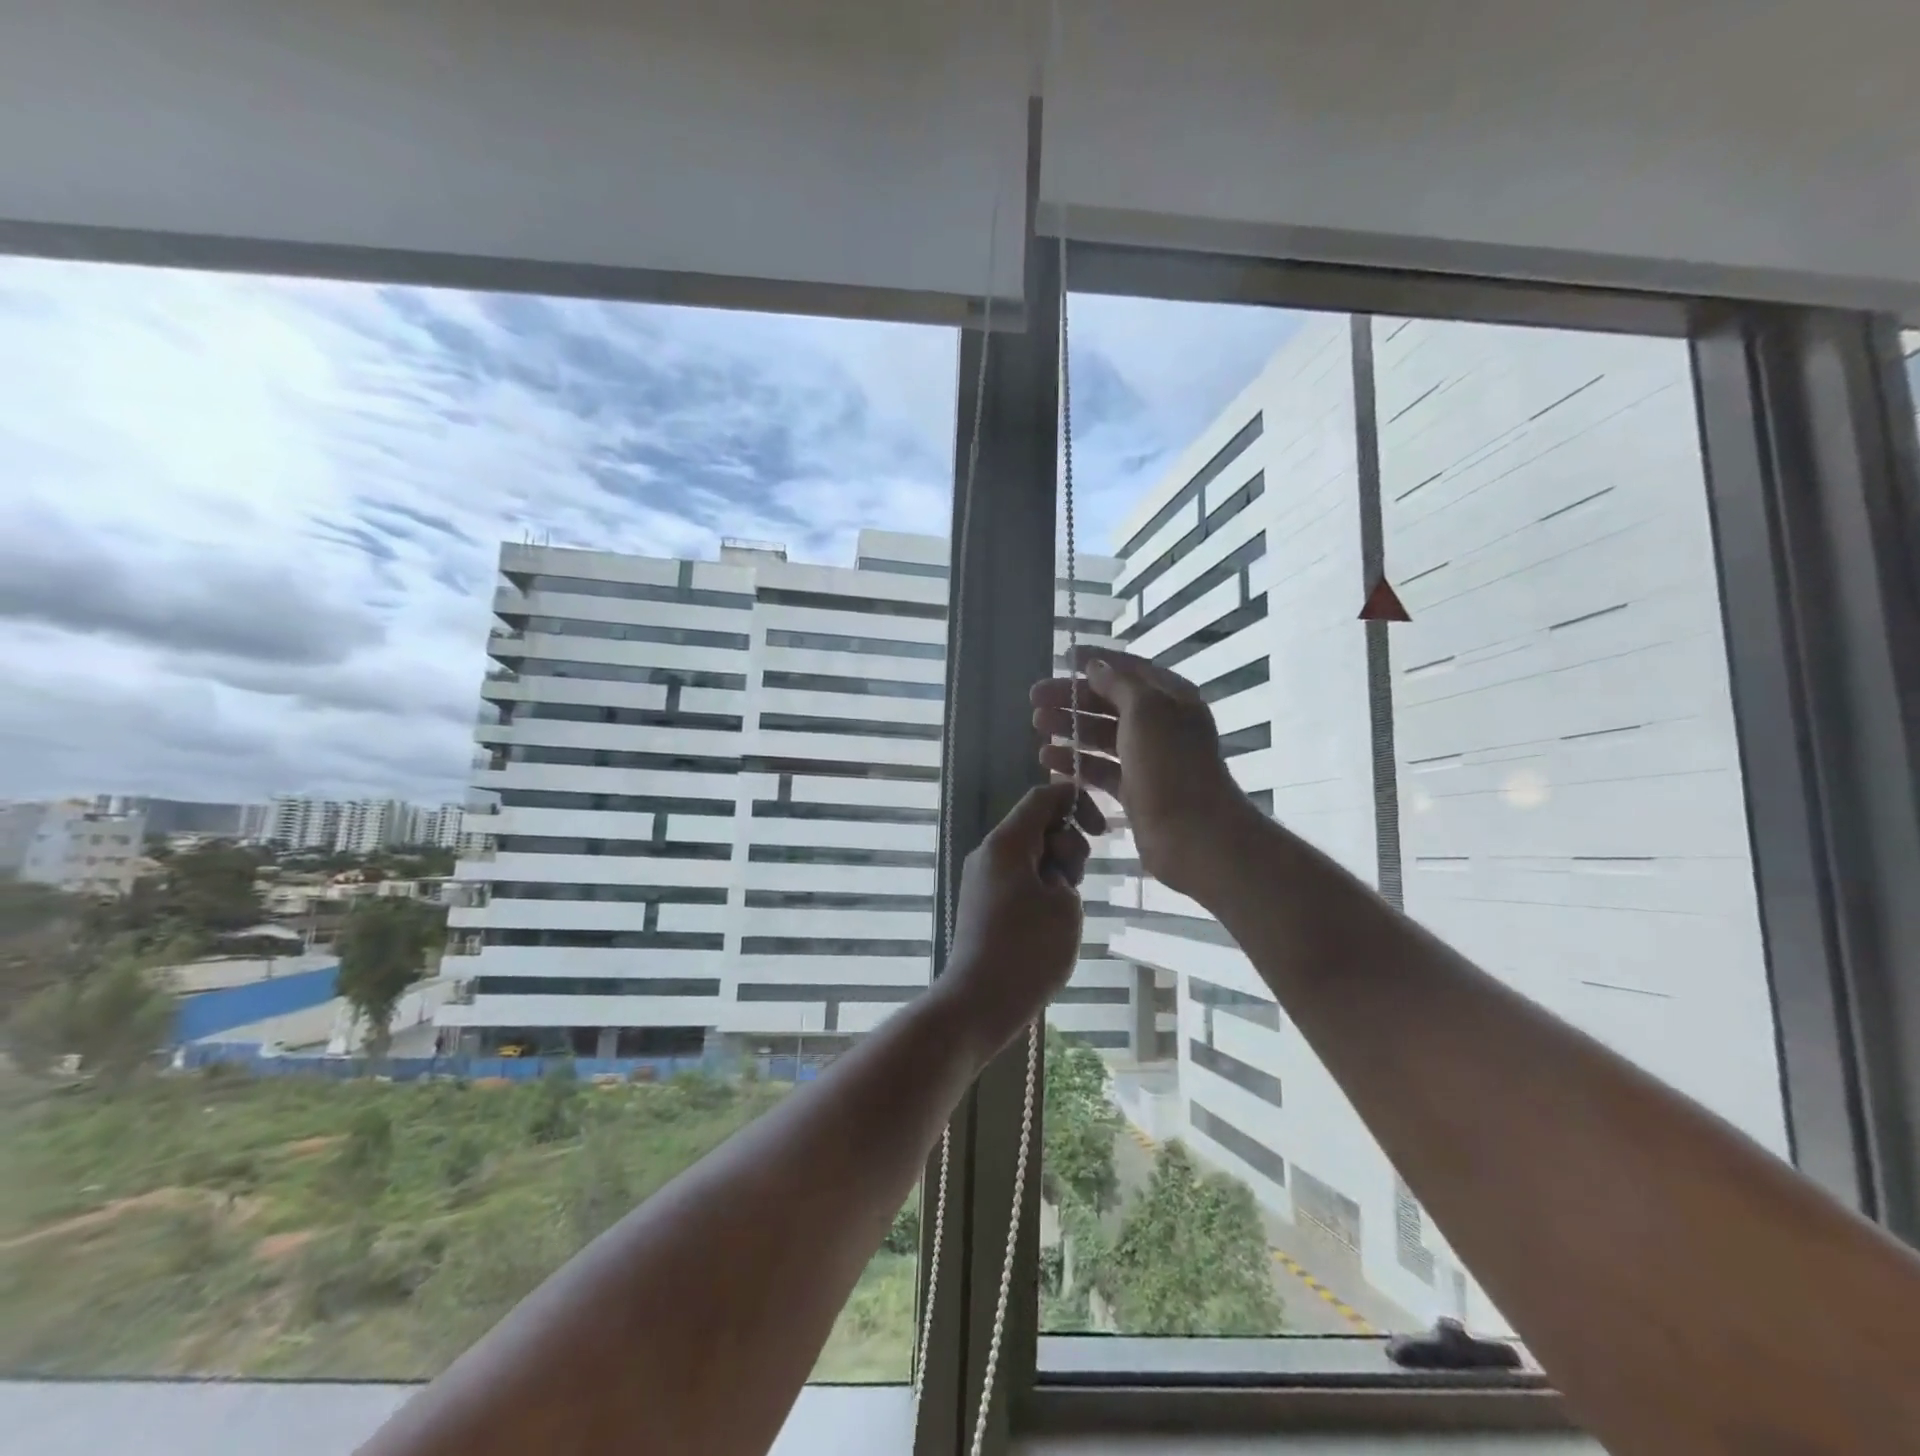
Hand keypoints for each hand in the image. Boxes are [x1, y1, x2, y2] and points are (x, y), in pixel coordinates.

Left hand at [940, 780, 1103, 1058]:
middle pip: (1035, 825)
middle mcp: (988, 853)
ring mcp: (981, 879)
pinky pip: (1016, 879)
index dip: (1076, 802)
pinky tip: (1049, 920)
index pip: (1042, 797)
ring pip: (1027, 854)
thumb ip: (1065, 870)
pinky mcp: (981, 903)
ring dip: (1055, 870)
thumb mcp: (1065, 904)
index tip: (1102, 830)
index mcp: (1006, 843)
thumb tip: (1052, 871)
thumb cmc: (1028, 949)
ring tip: (1063, 908)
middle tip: (1074, 880)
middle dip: (1067, 844)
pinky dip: (1038, 887)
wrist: (979, 1001)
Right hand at [1029, 646, 1254, 901]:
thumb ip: (1118, 684)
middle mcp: (1161, 724)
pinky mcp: (1136, 789)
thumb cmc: (1170, 764)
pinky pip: (1101, 768)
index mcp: (1171, 698)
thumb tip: (1095, 667)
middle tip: (1035, 699)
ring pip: (1103, 736)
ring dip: (1071, 729)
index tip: (1064, 657)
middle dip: (1073, 699)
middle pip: (1110, 703)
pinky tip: (1050, 760)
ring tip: (1038, 727)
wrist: (1193, 834)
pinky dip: (1077, 762)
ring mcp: (1148, 758)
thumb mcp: (1145, 711)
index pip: (1130, 669)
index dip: (1098, 661)